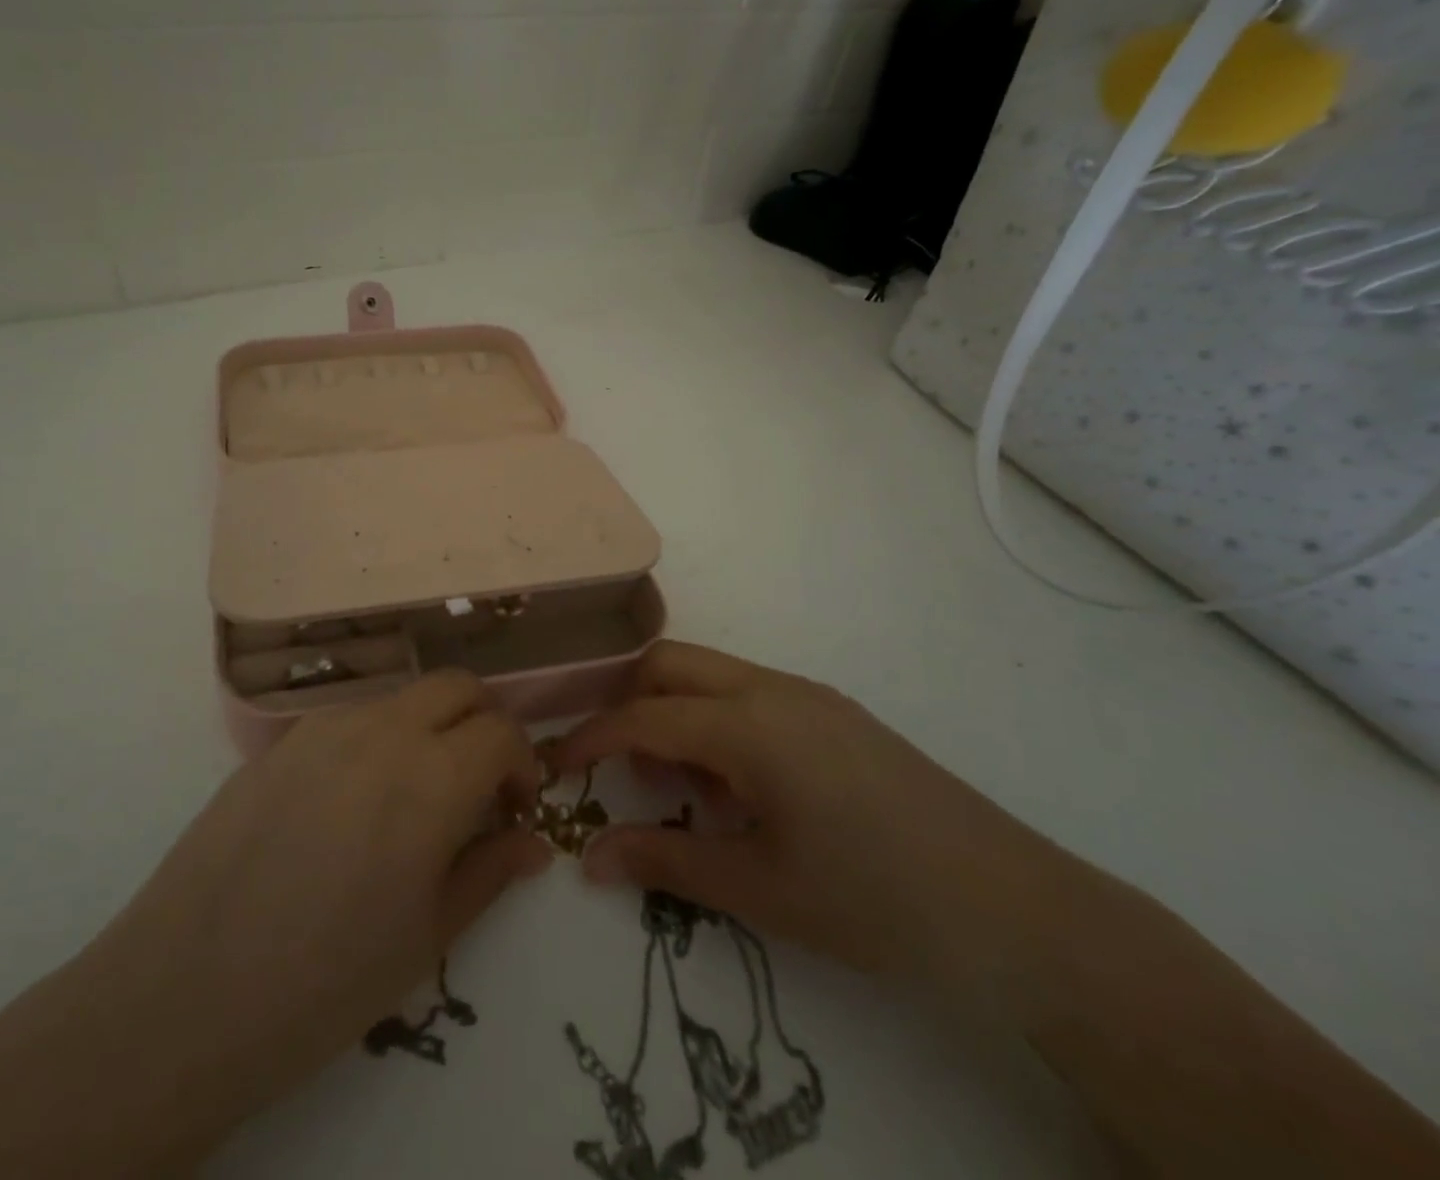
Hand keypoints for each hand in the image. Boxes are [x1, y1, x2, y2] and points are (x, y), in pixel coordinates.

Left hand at [74, 670, 550, 1165]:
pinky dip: (378, 737)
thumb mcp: (428, 936)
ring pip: (403, 696)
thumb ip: (490, 871)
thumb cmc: (325, 980)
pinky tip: (352, 803)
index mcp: (432, 777)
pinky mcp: (281, 739)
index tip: (514, 807)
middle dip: (484, 722)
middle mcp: (383, 730)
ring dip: (429, 727)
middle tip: (478, 781)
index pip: (502, 731)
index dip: (522, 764)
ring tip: (413, 794)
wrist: (186, 992)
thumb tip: (534, 841)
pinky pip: (350, 717)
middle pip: (457, 686)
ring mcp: (325, 726)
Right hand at [555, 641, 1088, 1018]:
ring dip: (676, 713)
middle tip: (615, 765)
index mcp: (747, 726)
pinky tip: (741, 790)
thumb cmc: (875, 901)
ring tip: (684, 791)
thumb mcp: (760, 889)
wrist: (1018, 909)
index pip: (642, 715)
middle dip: (626, 701)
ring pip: (710, 674)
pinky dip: (718, 722)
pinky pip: (750, 694)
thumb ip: (666, 863)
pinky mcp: (835, 713)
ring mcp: (808, 695)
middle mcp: (771, 689)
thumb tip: (589, 858)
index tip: (556, 766)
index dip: (590, 737)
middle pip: (669, 663)